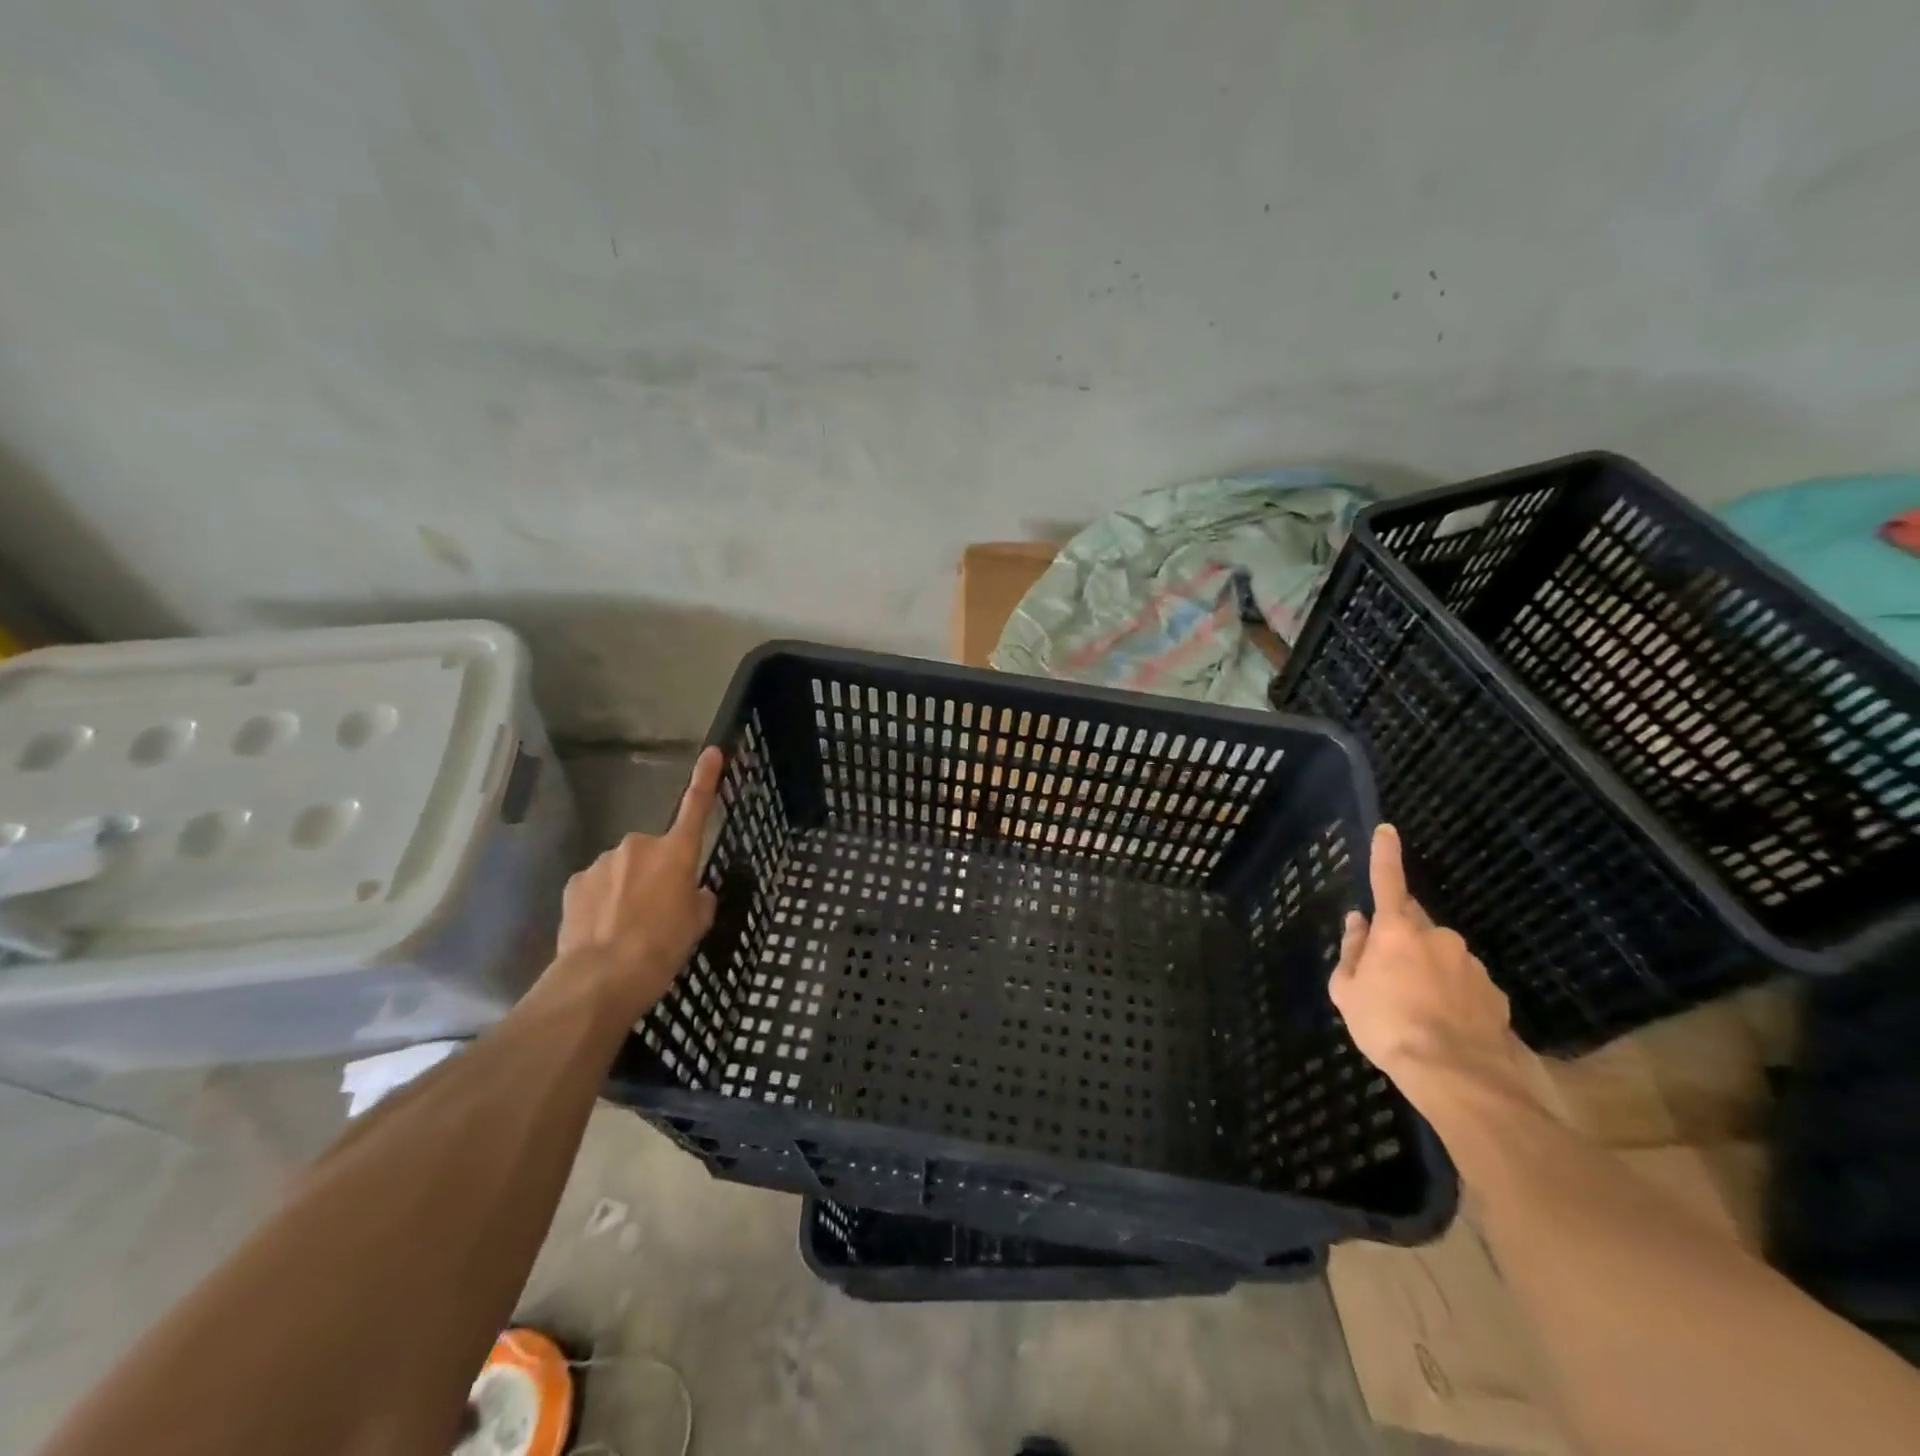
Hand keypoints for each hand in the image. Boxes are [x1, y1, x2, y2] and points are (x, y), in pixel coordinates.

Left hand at [551, 747, 723, 1019]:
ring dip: (627, 888)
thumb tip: (691, 892)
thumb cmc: (661, 948)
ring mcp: (603, 862)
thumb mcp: (696, 925)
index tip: (711, 751)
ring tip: (626, 929)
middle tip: (657, 911)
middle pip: (654, 852)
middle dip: (655, 872)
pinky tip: (602, 930)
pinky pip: (597, 885)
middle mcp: (639, 846)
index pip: (696, 807)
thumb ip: (698, 899)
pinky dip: (602, 901)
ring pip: (623, 869)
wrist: (601, 979)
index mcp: (677, 853)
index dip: (706, 778)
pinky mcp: (576, 883)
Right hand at [1329, 824, 1524, 1103]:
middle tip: (1385, 971)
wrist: (1456, 1075)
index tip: (1388, 830)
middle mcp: (1438, 937)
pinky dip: (1451, 993)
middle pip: (1413, 924)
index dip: (1386, 854)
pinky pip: (1463, 982)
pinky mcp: (1494, 993)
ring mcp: (1470, 964)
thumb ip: (1352, 951)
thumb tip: (1358, 922)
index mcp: (1396, 930)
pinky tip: (1442, 1022)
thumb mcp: (1346, 990)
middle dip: (1399, 937)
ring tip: (1414, 1007)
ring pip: (1440, 955)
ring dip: (1425, 968)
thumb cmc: (1386, 1026)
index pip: (1388, 881)